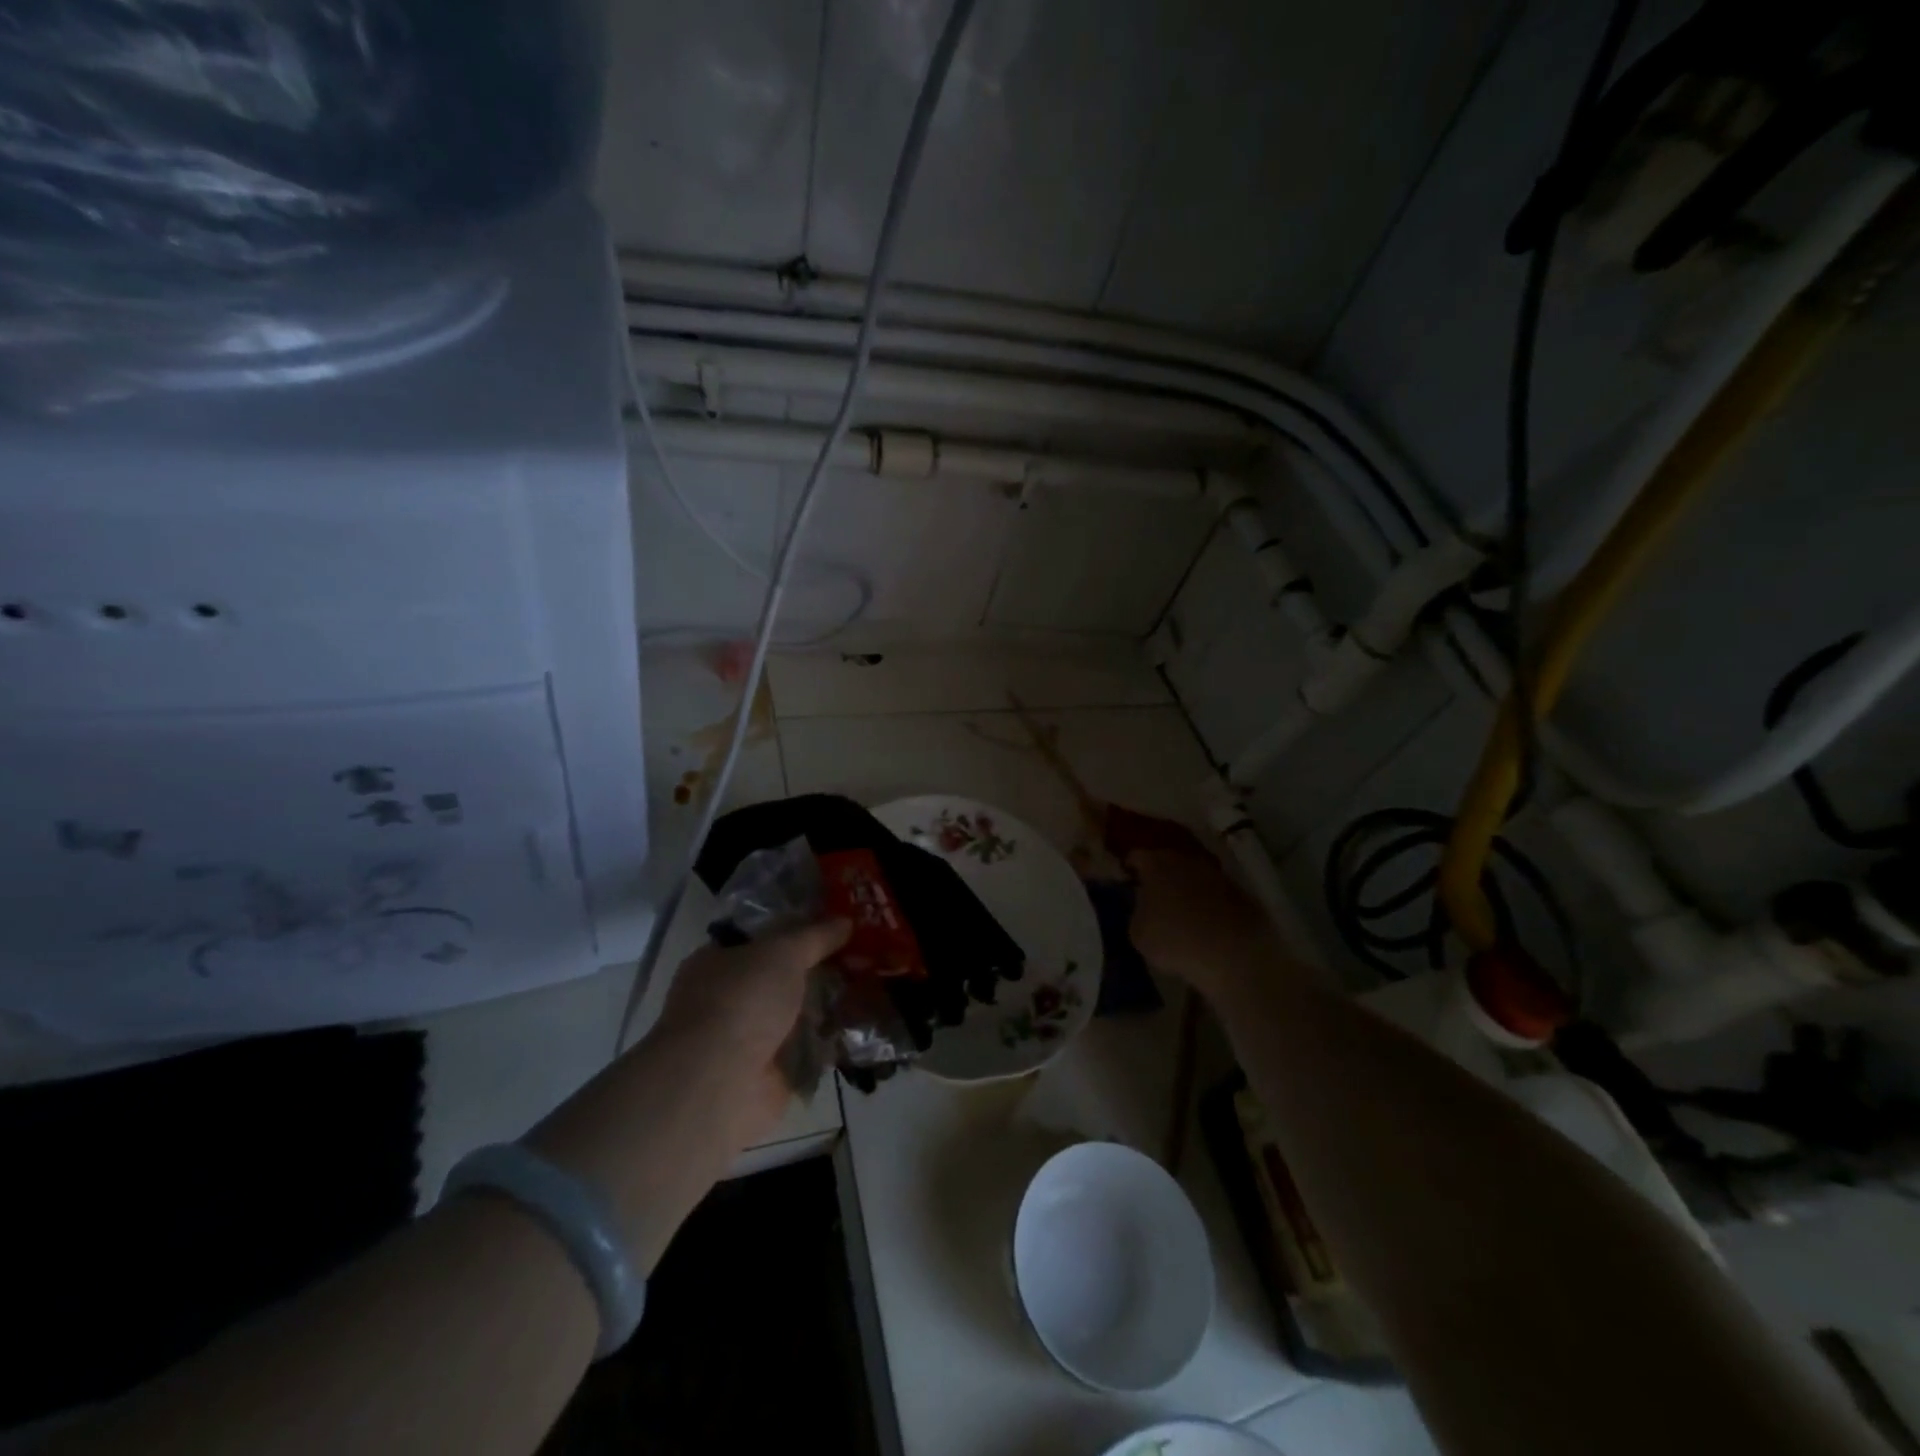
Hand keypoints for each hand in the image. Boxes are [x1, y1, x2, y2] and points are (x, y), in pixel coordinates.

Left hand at [654, 919, 850, 1143]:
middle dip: (820, 969)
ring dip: (829, 1005)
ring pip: (798, 1013)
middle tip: (863, 956)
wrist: (719, 1084)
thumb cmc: (741, 1001)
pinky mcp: (770, 1074)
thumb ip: (815, 936)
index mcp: (718, 962)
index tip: (837, 925)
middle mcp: (730, 999)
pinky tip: (863, 1026)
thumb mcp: (782, 952)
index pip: (762, 938)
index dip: (798, 929)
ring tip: (872, 988)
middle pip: (783, 977)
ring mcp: (749, 1039)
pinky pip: (808, 1050)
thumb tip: (845, 920)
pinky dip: (831, 1042)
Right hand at [1126, 847, 1274, 1001]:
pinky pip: (1215, 892)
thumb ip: (1137, 911)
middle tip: (1151, 892)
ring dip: (1185, 886)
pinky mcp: (1240, 892)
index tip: (1125, 878)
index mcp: (1156, 864)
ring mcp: (1216, 874)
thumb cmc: (1174, 940)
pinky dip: (1208, 901)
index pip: (1136, 856)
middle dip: (1159, 873)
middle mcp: (1186, 860)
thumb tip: (1144, 906)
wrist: (1233, 955)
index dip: (1129, 867)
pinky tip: (1205, 920)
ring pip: (1193, 874)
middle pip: (1167, 860)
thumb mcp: (1138, 932)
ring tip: (1180, 908)